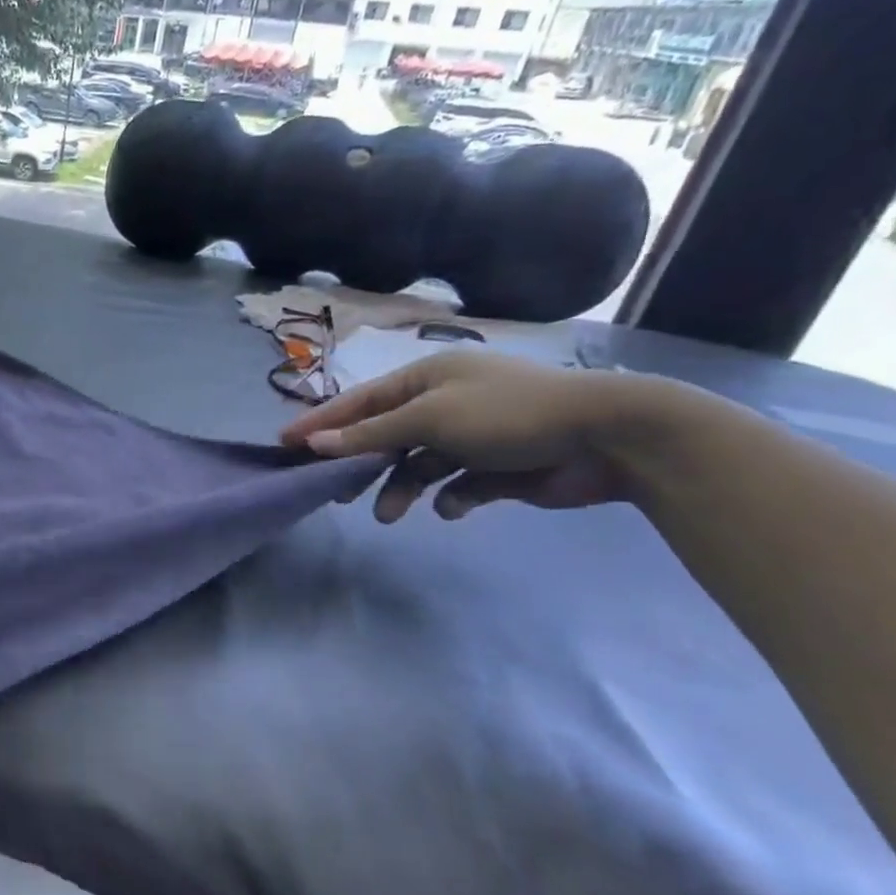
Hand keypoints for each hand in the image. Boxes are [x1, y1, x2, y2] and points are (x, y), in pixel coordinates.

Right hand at [281, 349, 655, 522]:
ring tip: (389, 515)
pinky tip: (453, 508)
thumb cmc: (507, 414)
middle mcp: (446, 403)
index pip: (360, 402)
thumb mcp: (430, 419)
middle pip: (386, 435)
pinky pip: (458, 485)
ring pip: (418, 465)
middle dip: (362, 463)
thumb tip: (316, 444)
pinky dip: (451, 497)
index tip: (285, 444)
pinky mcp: (499, 467)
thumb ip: (371, 434)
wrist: (610, 436)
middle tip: (334, 491)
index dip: (322, 423)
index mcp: (428, 379)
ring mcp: (473, 436)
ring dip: (401, 488)